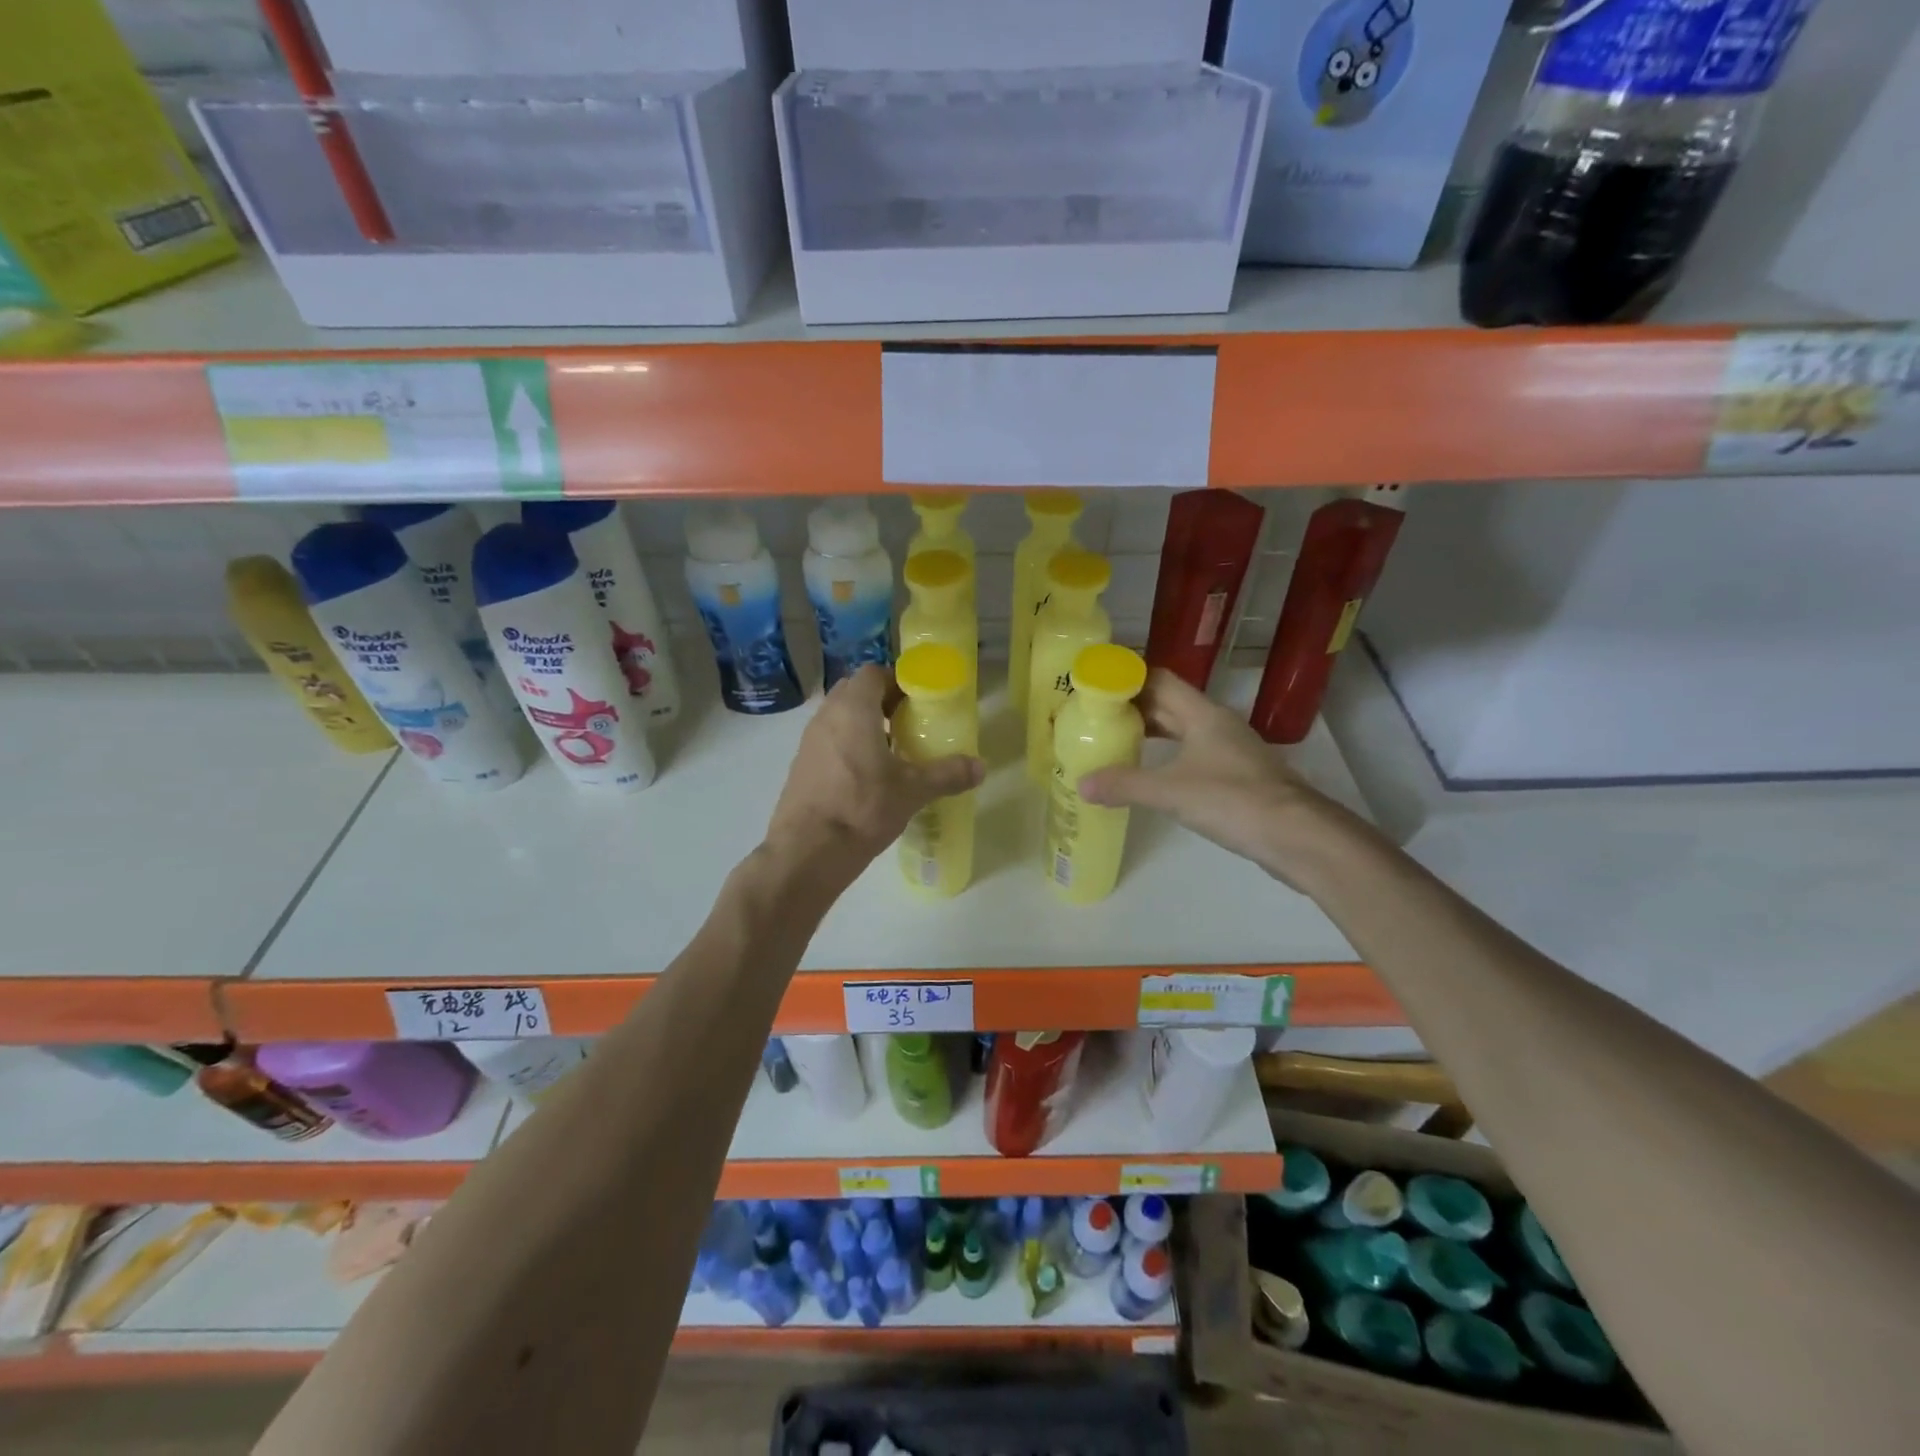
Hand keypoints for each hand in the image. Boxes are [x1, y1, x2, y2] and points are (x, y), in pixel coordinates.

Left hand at [763, 665, 983, 883]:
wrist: (807, 851)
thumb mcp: (912, 791)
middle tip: (909, 722)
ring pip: (840, 718)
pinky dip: (848, 746)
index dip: (898, 681)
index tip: (919, 700)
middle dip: (882, 701)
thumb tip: (981, 767)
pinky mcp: (801, 766)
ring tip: (893, 750)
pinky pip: (829, 742)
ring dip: (865, 724)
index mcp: (853, 709)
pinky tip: (868, 776)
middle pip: (855, 692)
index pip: (873, 673)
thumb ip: (947, 774)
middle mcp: (826, 716)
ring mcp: (809, 741)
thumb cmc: (862, 808)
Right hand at [1078, 669, 1340, 885]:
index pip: (1160, 680)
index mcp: (1203, 715)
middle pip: (1170, 704)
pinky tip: (1152, 775)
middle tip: (1096, 717)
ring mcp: (1230, 751)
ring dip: (1151, 732)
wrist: (1297, 836)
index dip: (1129, 679)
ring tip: (1115, 742)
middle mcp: (1217, 725)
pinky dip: (1167, 757)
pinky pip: (1193, 755)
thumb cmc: (1233, 800)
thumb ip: (1125, 785)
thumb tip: (1082, 783)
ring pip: (1182, 730)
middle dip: (1134, 707)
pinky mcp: (1236, 777)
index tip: (1097, 686)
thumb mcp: (1170, 792)